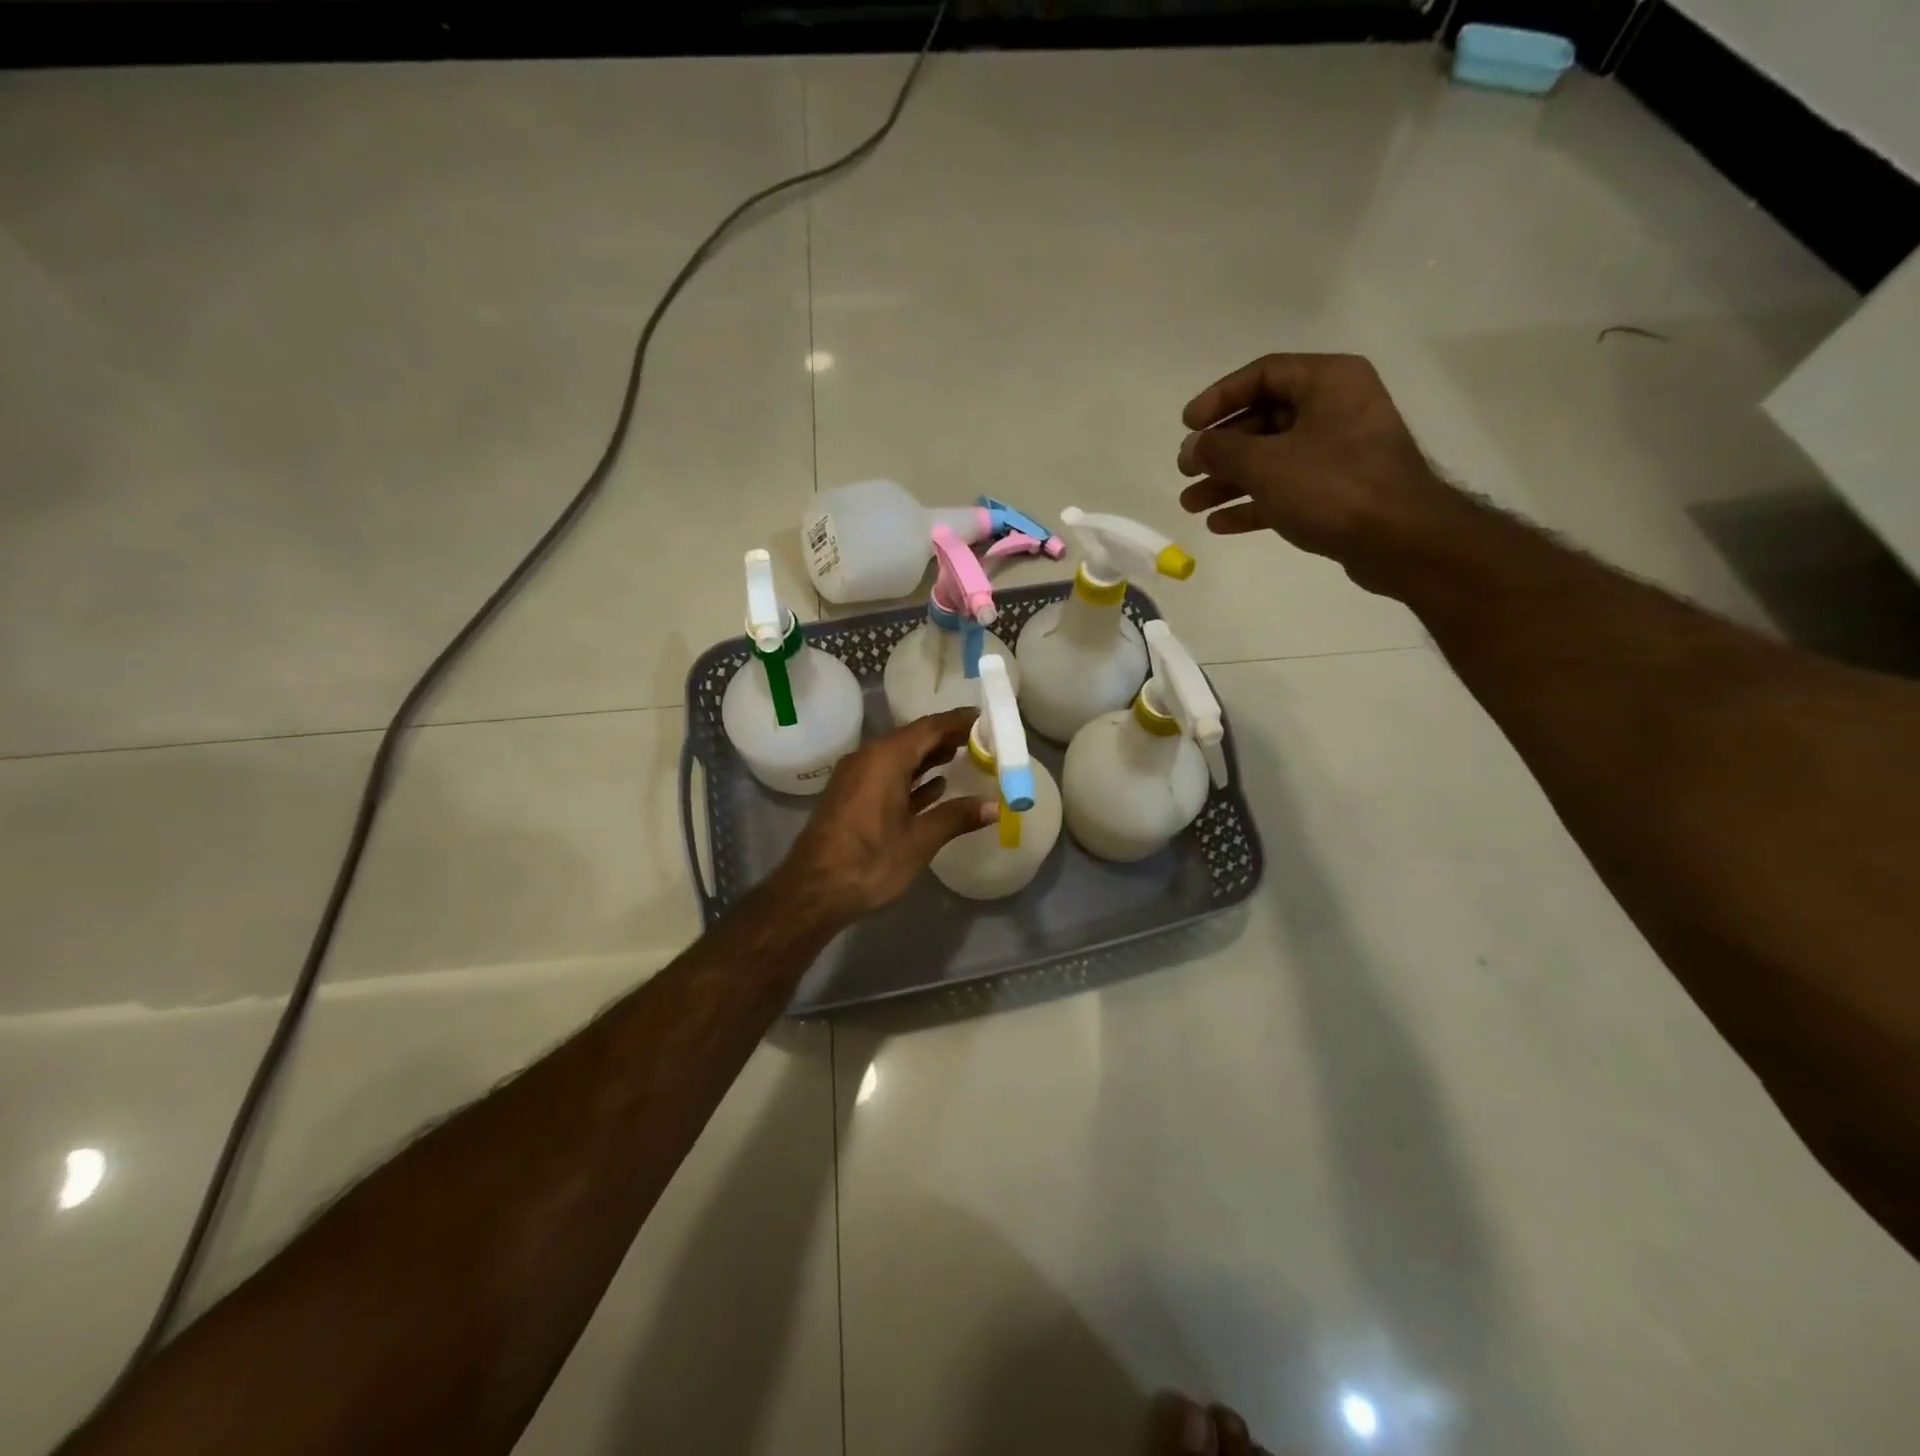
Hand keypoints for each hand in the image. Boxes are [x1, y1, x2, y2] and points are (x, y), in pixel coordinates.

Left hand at [779, 708, 997, 922]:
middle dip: (946, 737)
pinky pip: (887, 775)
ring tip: (964, 756)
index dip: (958, 721)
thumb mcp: (920, 840)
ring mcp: (856, 778)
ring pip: (899, 757)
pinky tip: (935, 787)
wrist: (813, 892)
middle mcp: (868, 758)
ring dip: (929, 756)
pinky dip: (912, 776)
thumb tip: (995, 806)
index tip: (985, 716)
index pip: (929, 727)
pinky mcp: (851, 797)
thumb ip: (957, 817)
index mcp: (885, 758)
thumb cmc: (869, 862)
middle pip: (913, 738)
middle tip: (981, 738)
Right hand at [1176, 353, 1456, 584]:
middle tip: (1185, 470)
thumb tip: (1192, 447)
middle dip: (1219, 449)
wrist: (1398, 539)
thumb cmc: (1331, 486)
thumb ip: (1220, 450)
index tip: (1187, 425)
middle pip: (1263, 420)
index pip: (1262, 374)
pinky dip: (1252, 503)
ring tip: (1190, 504)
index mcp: (1327, 382)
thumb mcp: (1265, 463)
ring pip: (1270, 459)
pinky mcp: (1337, 492)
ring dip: (1228, 481)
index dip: (1219, 398)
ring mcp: (1337, 453)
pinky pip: (1285, 489)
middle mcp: (1335, 409)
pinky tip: (1219, 523)